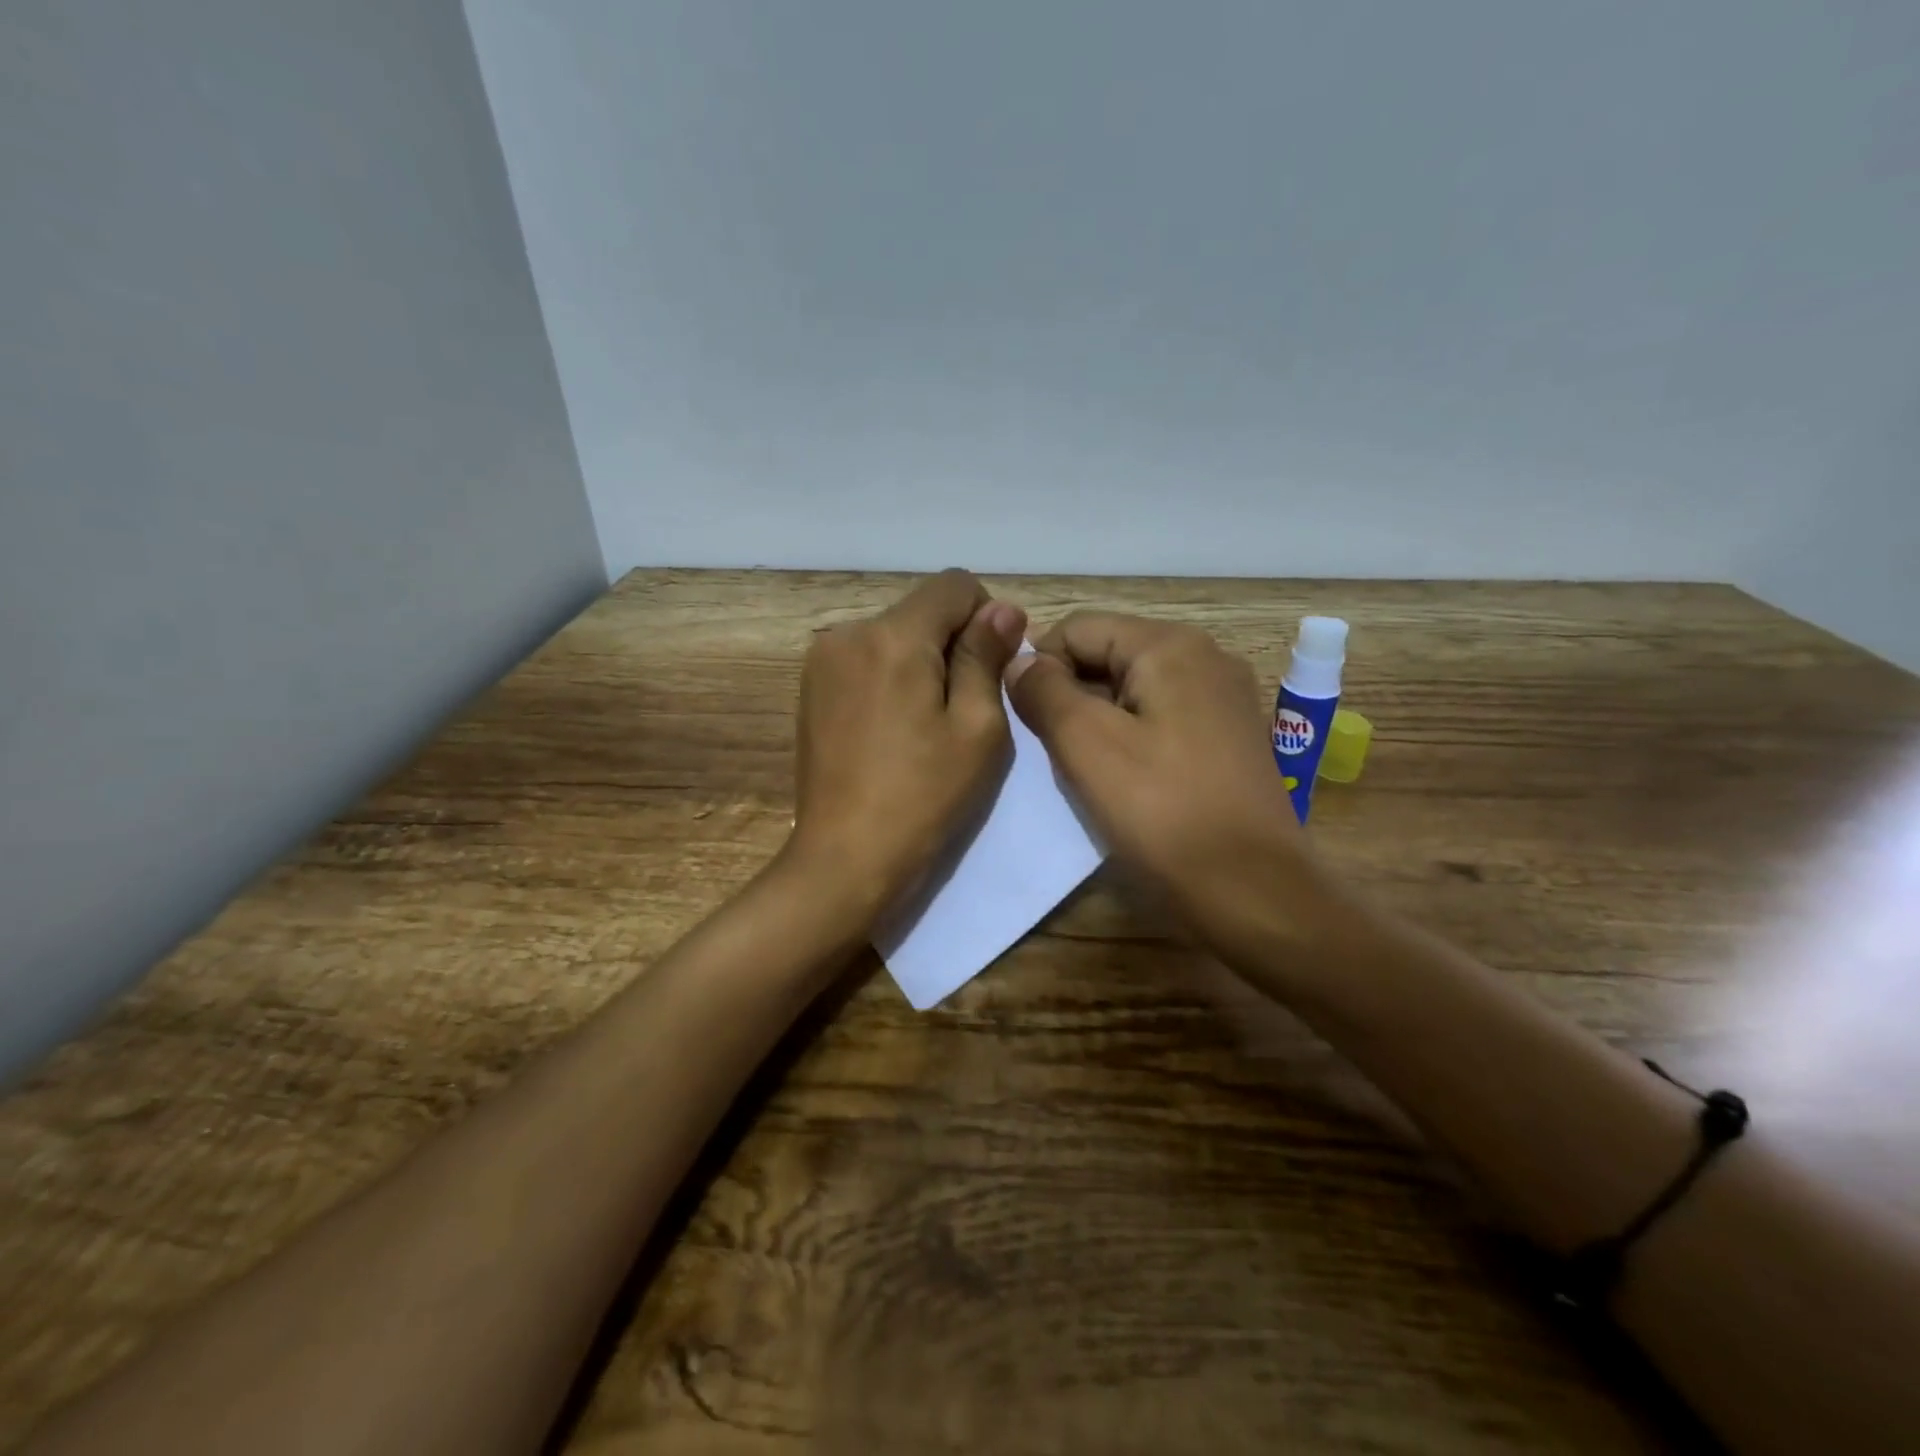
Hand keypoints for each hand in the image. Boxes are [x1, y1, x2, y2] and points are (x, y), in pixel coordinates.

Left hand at [787, 570, 1026, 922]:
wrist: (846, 856)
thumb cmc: (924, 797)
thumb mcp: (977, 728)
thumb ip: (986, 657)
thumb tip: (1001, 608)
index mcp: (893, 636)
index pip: (954, 585)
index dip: (985, 617)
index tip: (991, 669)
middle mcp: (848, 632)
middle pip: (920, 609)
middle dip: (950, 643)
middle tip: (961, 709)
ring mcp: (821, 659)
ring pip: (892, 634)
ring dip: (919, 661)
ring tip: (923, 725)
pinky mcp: (810, 687)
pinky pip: (865, 659)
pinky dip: (889, 677)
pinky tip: (892, 729)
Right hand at [1004, 612, 1319, 956]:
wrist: (1253, 893)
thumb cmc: (1162, 813)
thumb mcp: (1086, 745)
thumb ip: (1044, 691)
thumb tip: (1019, 662)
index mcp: (1171, 646)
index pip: (1079, 628)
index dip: (1039, 666)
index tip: (1023, 720)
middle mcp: (1206, 657)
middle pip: (1109, 654)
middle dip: (1070, 695)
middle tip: (1053, 751)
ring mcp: (1224, 698)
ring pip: (1133, 689)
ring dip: (1097, 719)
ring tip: (1085, 769)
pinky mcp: (1230, 737)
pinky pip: (1162, 717)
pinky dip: (1130, 737)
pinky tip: (1124, 779)